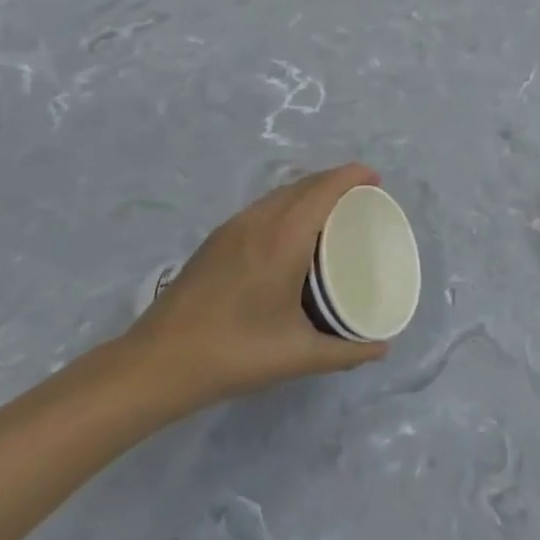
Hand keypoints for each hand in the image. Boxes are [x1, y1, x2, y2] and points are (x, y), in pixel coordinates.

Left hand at [124, 164, 389, 407]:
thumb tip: (382, 348)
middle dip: (335, 181)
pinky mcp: (216, 240)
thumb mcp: (298, 356)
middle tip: (363, 199)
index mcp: (283, 239)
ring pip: (279, 194)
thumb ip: (346, 352)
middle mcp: (258, 222)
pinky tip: (292, 233)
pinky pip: (262, 207)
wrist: (157, 363)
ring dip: (309, 191)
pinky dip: (288, 204)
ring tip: (333, 212)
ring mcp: (232, 228)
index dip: (352, 176)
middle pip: (302, 184)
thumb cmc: (234, 353)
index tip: (376, 180)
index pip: (323, 190)